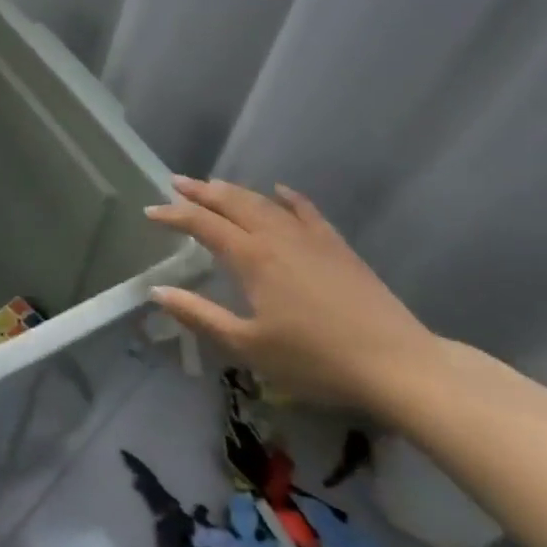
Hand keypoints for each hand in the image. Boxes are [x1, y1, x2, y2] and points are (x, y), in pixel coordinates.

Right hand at [143, 176, 439, 410]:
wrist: (396, 364)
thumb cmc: (314, 360)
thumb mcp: (247, 346)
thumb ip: (199, 315)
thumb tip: (158, 291)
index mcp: (252, 258)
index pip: (204, 225)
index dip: (175, 215)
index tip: (150, 212)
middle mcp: (277, 237)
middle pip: (233, 203)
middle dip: (201, 191)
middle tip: (177, 182)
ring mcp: (311, 239)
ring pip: (265, 203)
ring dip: (235, 191)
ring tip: (213, 184)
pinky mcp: (338, 247)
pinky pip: (307, 211)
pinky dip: (288, 198)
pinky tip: (280, 191)